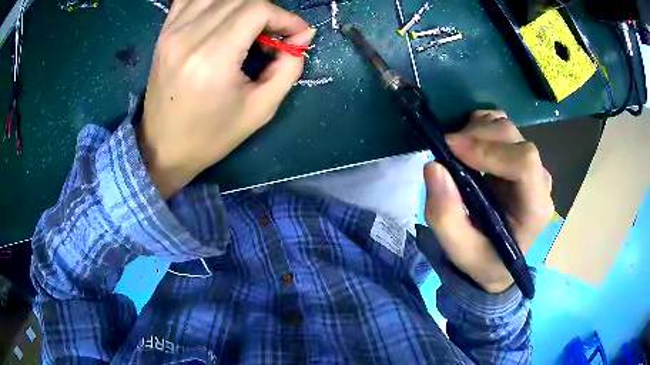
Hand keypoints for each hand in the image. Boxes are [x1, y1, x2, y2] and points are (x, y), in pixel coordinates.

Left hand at [139, 0, 314, 197]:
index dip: (284, 17)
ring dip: (241, 4)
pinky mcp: (164, 32)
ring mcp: (172, 31)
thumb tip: (302, 36)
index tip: (296, 35)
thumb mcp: (260, 109)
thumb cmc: (211, 135)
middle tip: (273, 34)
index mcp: (213, 58)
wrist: (163, 147)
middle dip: (266, 10)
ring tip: (248, 26)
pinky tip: (221, 15)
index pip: (257, 9)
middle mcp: (189, 36)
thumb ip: (288, 68)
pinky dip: (213, 1)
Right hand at [424, 111, 553, 293]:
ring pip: (506, 127)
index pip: (524, 163)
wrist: (496, 260)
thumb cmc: (483, 259)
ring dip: (476, 130)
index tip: (451, 149)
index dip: (488, 150)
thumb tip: (434, 165)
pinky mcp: (518, 156)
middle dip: (476, 137)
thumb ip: (445, 215)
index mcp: (535, 207)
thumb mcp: (459, 250)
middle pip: (513, 138)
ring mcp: (531, 165)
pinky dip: (480, 125)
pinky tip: (468, 144)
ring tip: (455, 150)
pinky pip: (501, 126)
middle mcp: (539, 180)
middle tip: (446, 149)